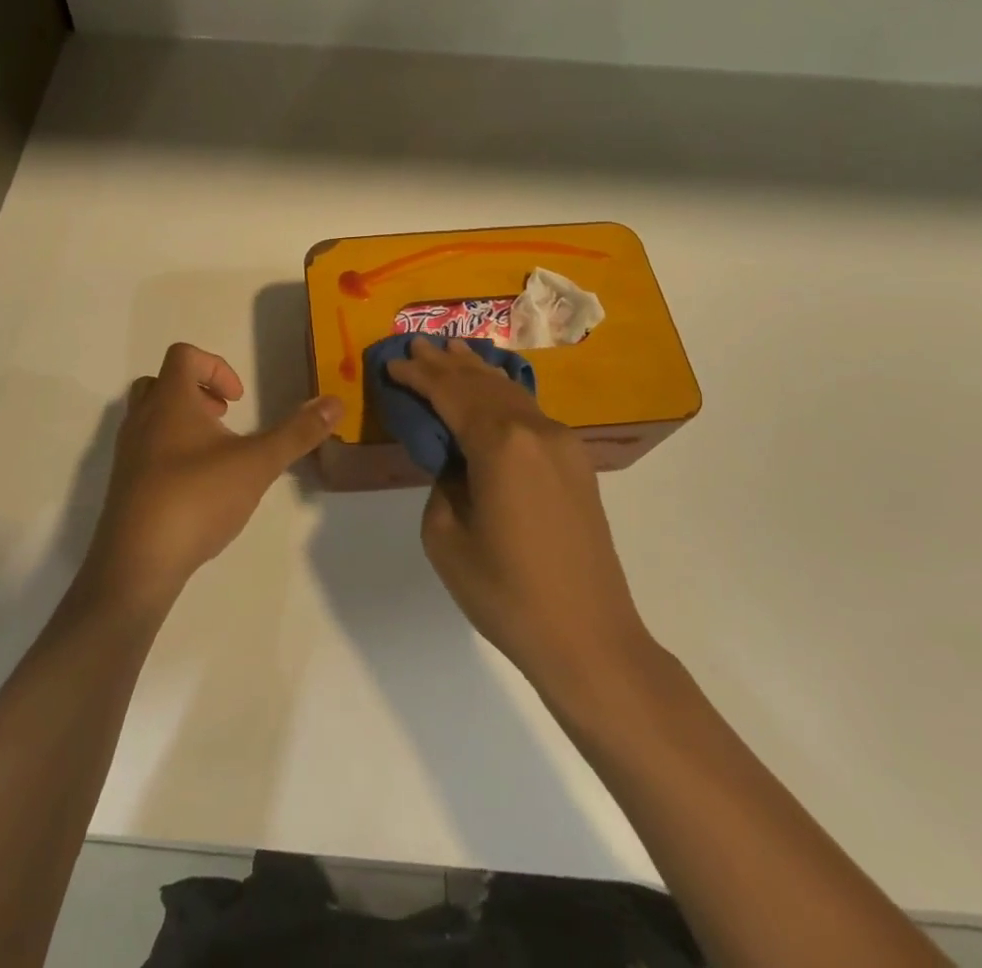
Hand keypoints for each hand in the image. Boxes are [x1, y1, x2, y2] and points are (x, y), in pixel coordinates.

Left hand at [83, 343, 342, 613]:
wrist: (137, 564)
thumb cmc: (197, 498)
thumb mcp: (257, 464)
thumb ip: (297, 433)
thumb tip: (335, 402)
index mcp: (170, 401)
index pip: (184, 356)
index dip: (216, 367)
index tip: (238, 399)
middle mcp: (142, 419)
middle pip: (161, 382)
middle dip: (196, 392)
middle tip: (223, 418)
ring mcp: (128, 454)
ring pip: (150, 417)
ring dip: (183, 422)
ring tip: (215, 453)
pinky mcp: (124, 486)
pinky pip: (145, 450)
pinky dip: (171, 453)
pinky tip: (198, 488)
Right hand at [386, 339, 654, 690]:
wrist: (590, 638)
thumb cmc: (507, 592)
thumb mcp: (446, 537)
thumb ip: (442, 481)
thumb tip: (454, 460)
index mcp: (500, 443)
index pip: (449, 393)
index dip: (417, 376)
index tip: (392, 362)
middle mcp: (535, 429)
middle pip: (481, 383)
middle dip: (445, 363)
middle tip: (416, 344)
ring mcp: (562, 443)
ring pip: (510, 392)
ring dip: (476, 372)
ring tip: (450, 350)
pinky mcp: (575, 461)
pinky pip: (529, 412)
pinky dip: (502, 393)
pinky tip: (490, 387)